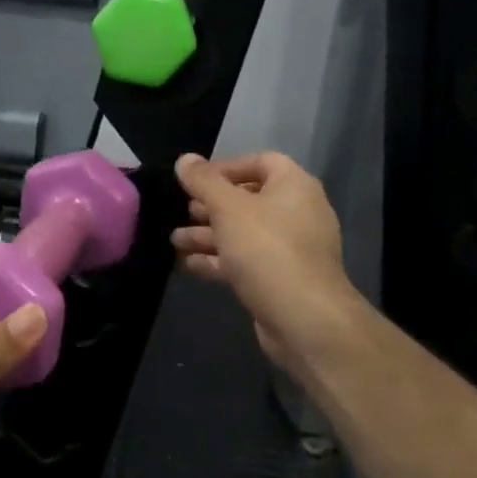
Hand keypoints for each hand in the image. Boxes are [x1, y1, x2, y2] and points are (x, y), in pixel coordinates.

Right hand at [171, 152, 357, 376]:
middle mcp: (296, 213)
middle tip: (179, 211)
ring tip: (173, 240)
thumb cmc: (266, 249)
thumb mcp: (228, 208)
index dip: (226, 168)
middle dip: (210, 206)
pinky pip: (244, 261)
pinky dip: (217, 260)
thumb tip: (185, 159)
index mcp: (293, 186)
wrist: (303, 317)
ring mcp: (289, 249)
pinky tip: (186, 264)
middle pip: (248, 200)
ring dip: (208, 235)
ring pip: (242, 234)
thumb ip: (204, 182)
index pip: (260, 162)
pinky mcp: (279, 279)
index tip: (194, 181)